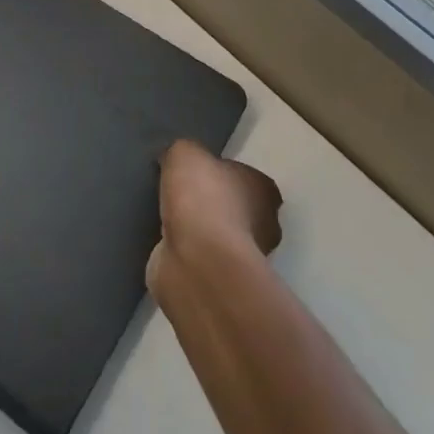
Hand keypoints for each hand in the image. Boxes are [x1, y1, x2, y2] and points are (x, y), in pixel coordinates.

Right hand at [148, 139, 282, 291]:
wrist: (196, 259)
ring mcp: (246, 258)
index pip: (247, 177)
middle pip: (237, 207)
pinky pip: (203, 256)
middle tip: (181, 195)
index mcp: (265, 190)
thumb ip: (185, 152)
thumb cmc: (202, 197)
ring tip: (169, 218)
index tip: (197, 172)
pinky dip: (188, 251)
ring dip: (200, 230)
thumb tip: (178, 160)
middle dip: (213, 203)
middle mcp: (265, 224)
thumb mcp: (185, 153)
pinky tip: (167, 242)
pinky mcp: (223, 281)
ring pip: (220, 234)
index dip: (221, 173)